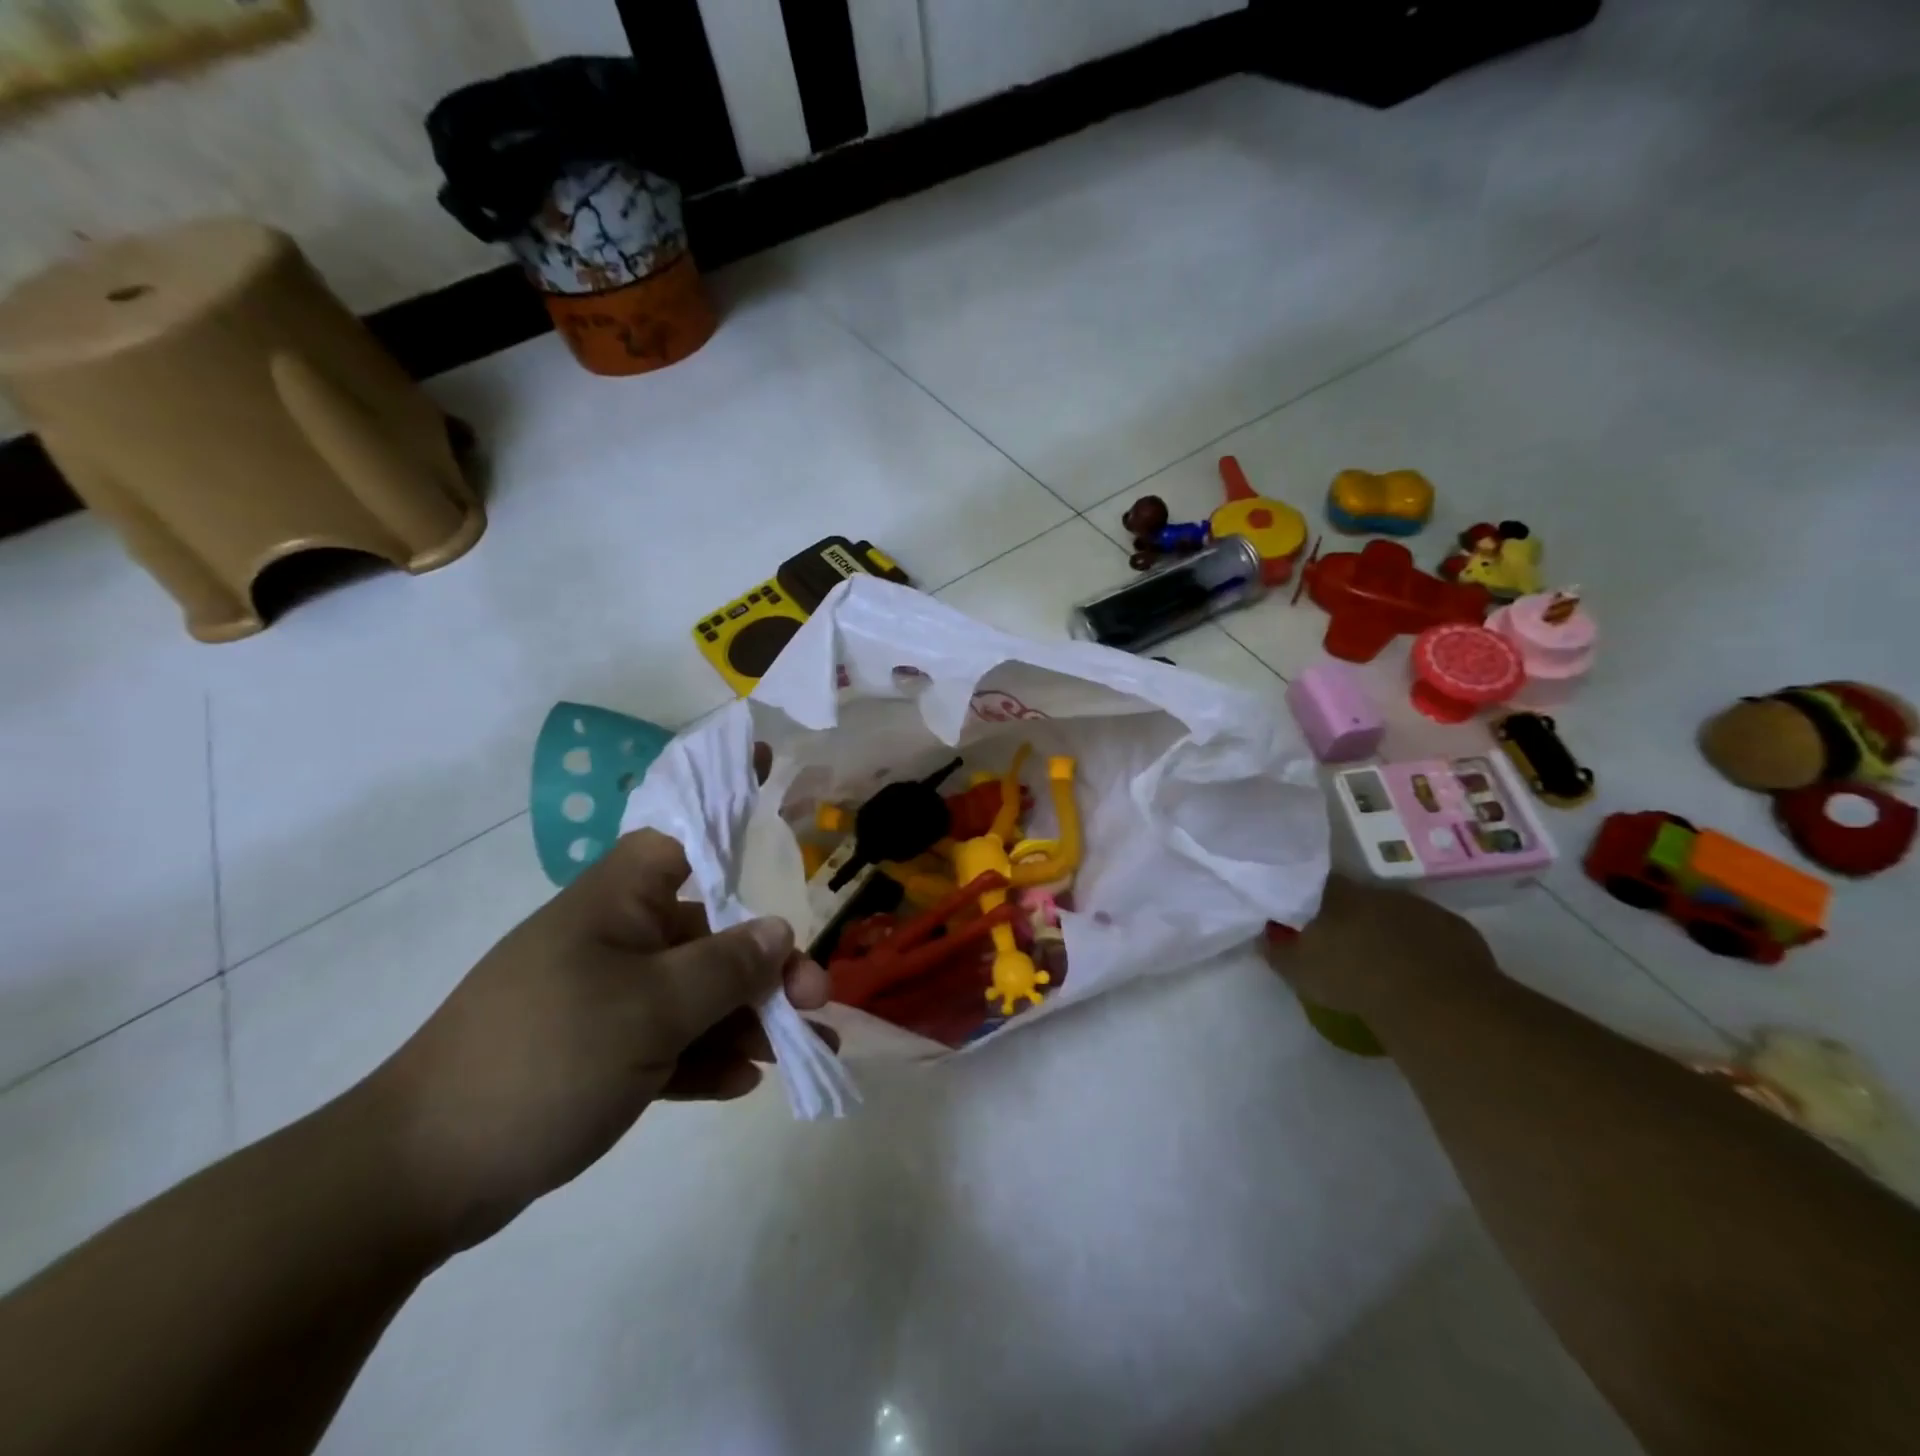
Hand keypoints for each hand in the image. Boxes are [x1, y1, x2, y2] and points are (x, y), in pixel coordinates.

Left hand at [363, 828, 831, 1253]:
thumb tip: (778, 931)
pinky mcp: (600, 1052)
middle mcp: (617, 939)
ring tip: (805, 1054)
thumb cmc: (545, 1058)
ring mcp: (608, 997)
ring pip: (698, 993)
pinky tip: (744, 1084)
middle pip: (711, 930)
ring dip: (751, 1018)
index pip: (683, 831)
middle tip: (815, 1000)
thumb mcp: (650, 1010)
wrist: (420, 1177)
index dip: (727, 799)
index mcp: (618, 902)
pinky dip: (708, 1056)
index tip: (770, 769)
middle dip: (767, 963)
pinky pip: (671, 1041)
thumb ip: (725, 967)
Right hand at [1264, 876, 1497, 1023]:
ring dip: (1389, 932)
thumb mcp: (1299, 971)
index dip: (1312, 900)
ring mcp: (1420, 908)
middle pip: (1359, 899)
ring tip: (1385, 963)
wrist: (1433, 1000)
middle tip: (1346, 945)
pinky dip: (1424, 948)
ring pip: (1397, 915)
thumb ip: (1277, 950)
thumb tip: (1263, 936)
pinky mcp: (1456, 929)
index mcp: (1337, 895)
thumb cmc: (1353, 979)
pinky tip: (1421, 973)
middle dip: (1353, 917)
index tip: (1308, 917)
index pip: (1316, 884)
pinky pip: (1432, 934)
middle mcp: (1377, 892)